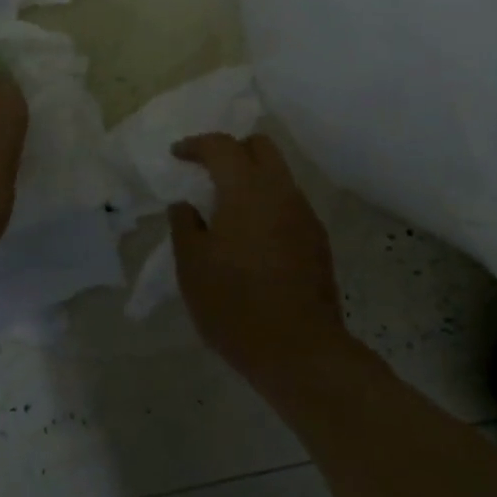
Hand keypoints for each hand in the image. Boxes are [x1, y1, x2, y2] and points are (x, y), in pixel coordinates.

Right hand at [169, 133, 352, 393]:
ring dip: (253, 178)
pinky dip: (268, 204)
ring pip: (279, 175)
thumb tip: (185, 205)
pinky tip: (252, 236)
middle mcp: (281, 192)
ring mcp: (304, 215)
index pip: (222, 145)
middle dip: (233, 149)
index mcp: (246, 189)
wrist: (299, 351)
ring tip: (228, 206)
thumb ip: (184, 225)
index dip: (196, 145)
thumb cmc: (234, 304)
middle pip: (261, 146)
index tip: (178, 155)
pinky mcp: (317, 240)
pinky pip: (289, 204)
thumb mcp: (192, 265)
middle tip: (209, 170)